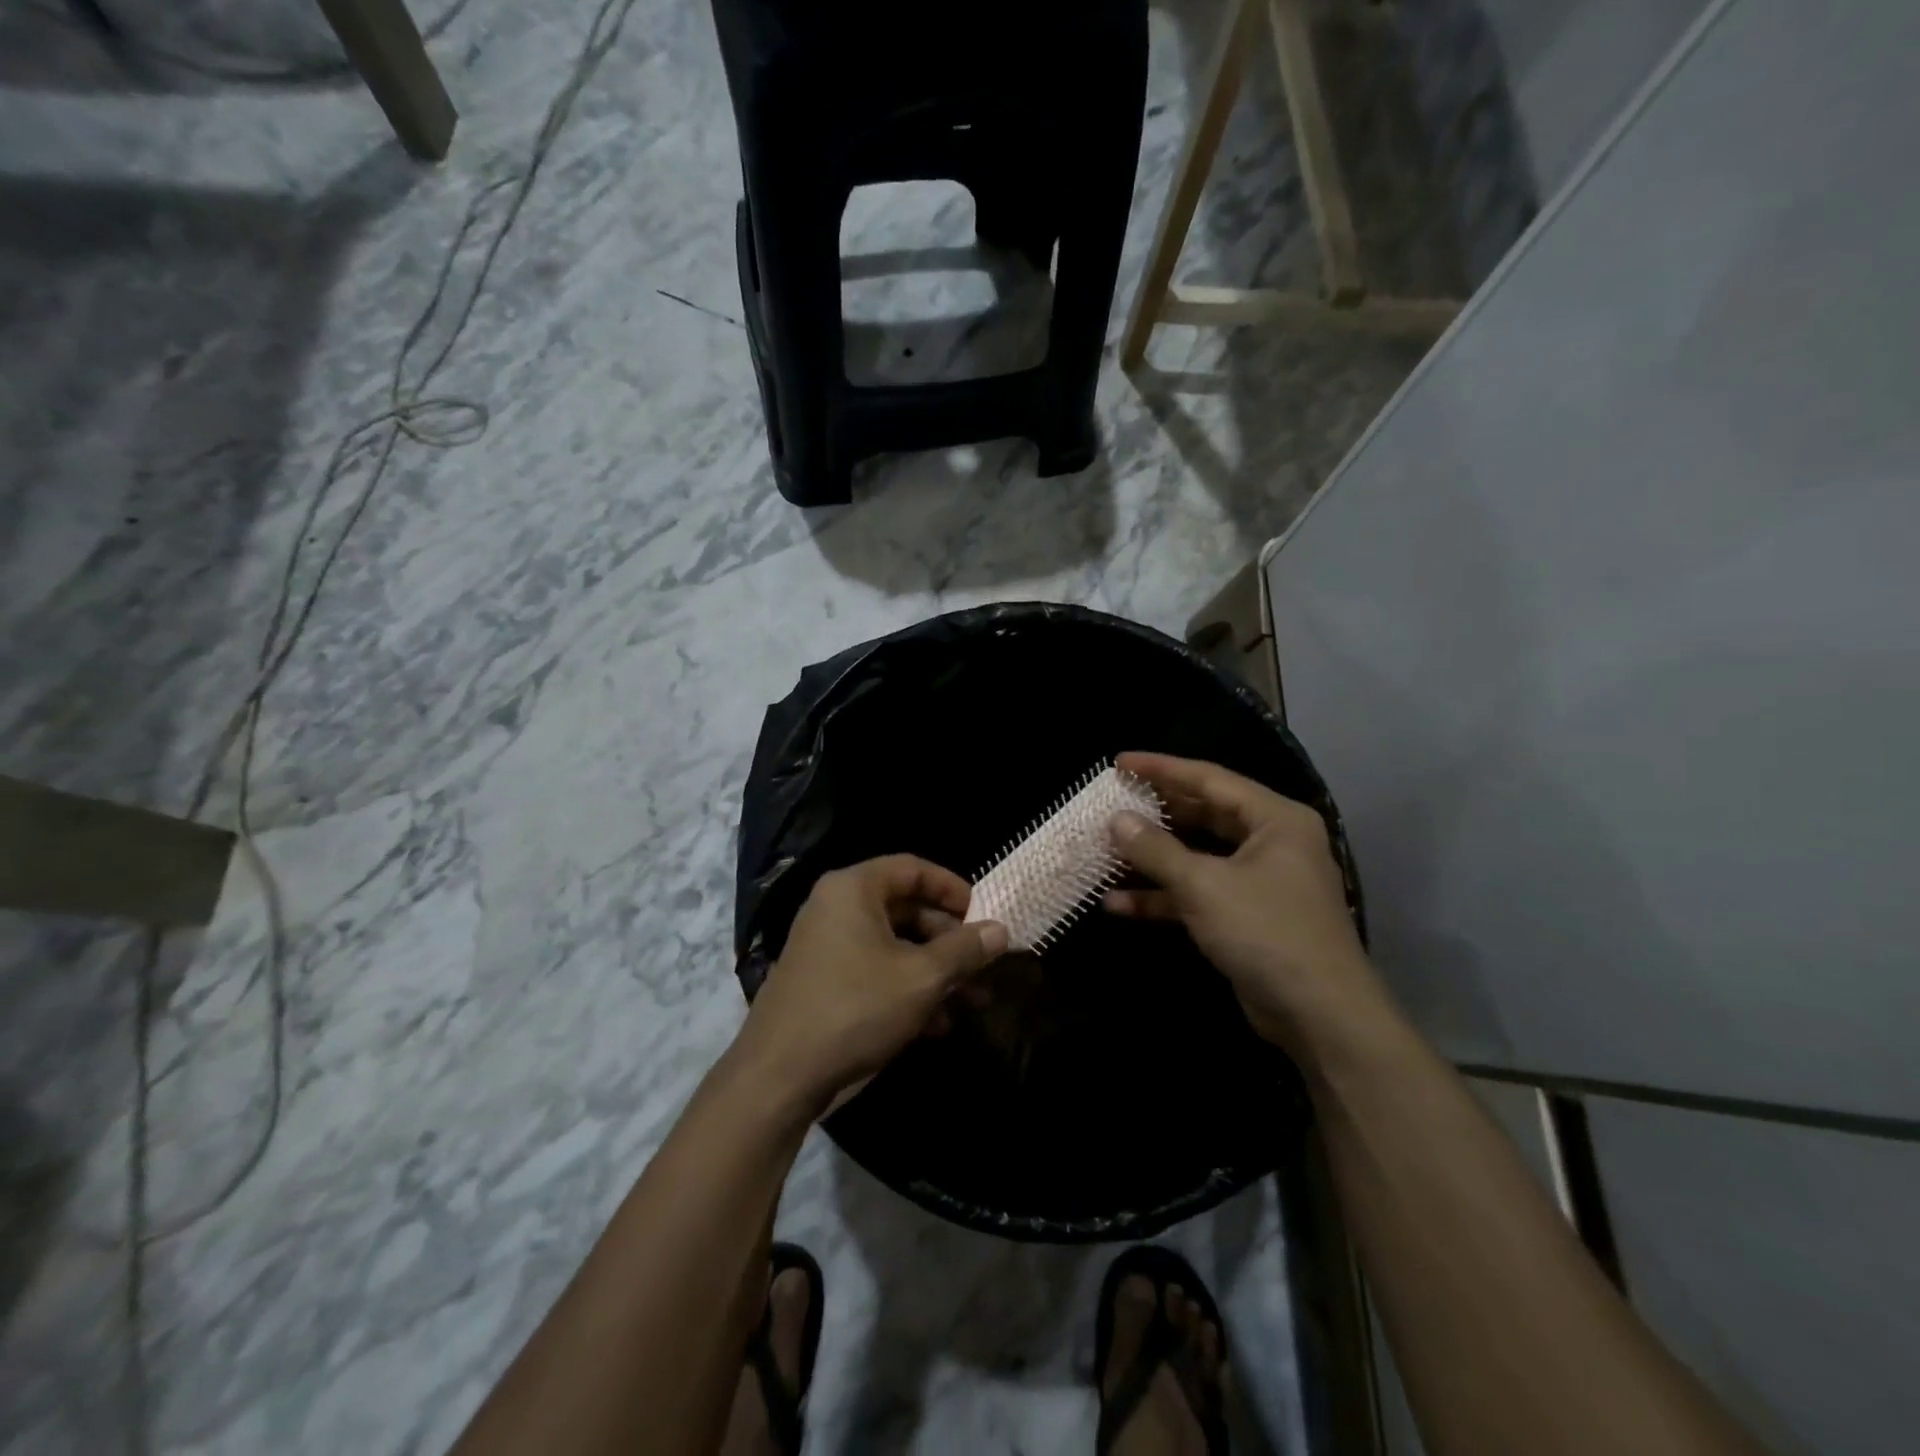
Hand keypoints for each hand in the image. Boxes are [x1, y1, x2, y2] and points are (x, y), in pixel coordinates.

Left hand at [737, 855, 1007, 1116]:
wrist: (779, 1076)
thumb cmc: (855, 1008)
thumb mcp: (921, 978)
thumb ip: (965, 950)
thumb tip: (1001, 930)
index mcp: (854, 889)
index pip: (912, 869)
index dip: (952, 888)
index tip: (983, 914)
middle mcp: (837, 908)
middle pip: (906, 909)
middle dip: (950, 940)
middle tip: (984, 964)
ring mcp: (828, 947)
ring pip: (895, 946)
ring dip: (936, 971)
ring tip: (975, 999)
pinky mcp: (825, 983)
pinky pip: (876, 972)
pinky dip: (909, 990)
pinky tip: (940, 1024)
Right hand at [1105, 751, 1386, 1061]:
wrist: (1320, 1016)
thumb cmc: (1266, 932)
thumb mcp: (1204, 885)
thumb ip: (1157, 849)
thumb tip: (1116, 820)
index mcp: (1275, 819)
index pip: (1210, 779)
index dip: (1161, 769)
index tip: (1119, 763)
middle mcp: (1271, 842)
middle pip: (1203, 814)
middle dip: (1156, 813)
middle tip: (1113, 801)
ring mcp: (1259, 881)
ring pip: (1197, 856)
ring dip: (1153, 859)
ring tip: (1107, 851)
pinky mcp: (1246, 916)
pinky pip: (1199, 893)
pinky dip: (1163, 897)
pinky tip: (1118, 904)